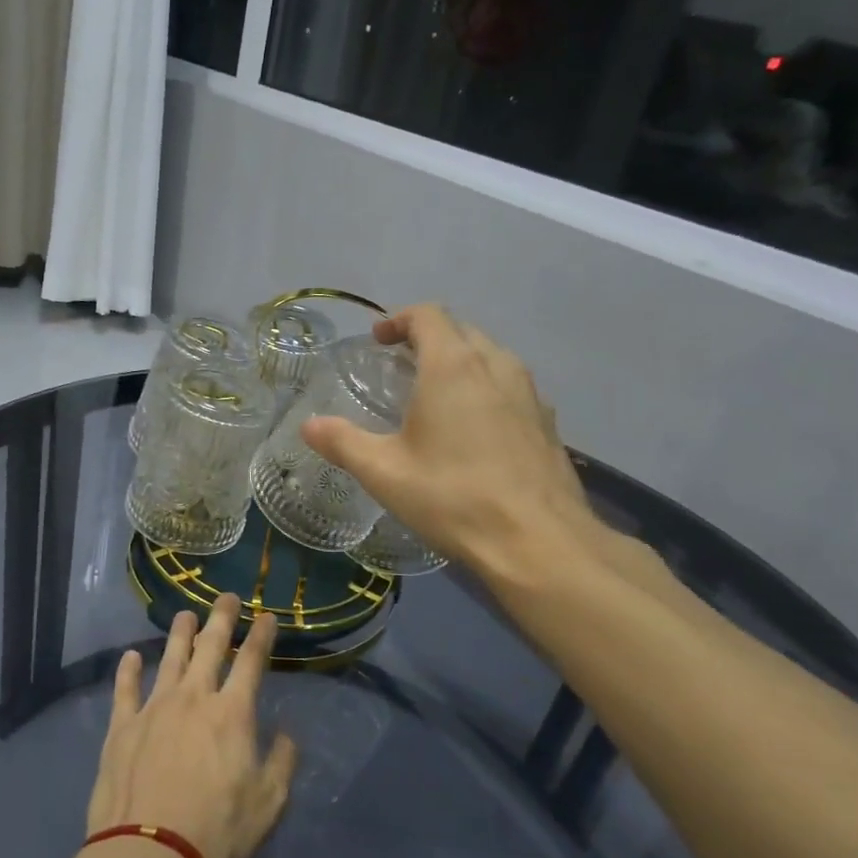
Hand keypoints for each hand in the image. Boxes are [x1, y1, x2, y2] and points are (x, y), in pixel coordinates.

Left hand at [86, 595, 297, 857]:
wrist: (150, 856)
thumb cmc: (218, 832)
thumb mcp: (269, 804)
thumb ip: (282, 762)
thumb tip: (286, 733)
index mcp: (232, 713)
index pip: (251, 662)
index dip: (261, 636)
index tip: (267, 617)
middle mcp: (193, 698)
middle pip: (209, 647)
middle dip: (221, 618)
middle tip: (227, 597)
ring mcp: (153, 709)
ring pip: (168, 659)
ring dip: (178, 633)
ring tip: (184, 614)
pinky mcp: (121, 728)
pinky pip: (125, 690)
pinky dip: (128, 671)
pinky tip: (130, 657)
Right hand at [302, 304, 614, 591]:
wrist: (539, 542)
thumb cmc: (452, 497)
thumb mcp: (384, 472)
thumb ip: (342, 442)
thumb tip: (308, 426)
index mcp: (452, 366)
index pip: (428, 315)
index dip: (399, 320)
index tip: (379, 340)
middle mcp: (496, 367)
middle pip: (461, 331)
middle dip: (429, 339)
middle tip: (401, 366)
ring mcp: (529, 394)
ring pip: (491, 358)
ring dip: (461, 363)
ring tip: (436, 395)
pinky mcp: (548, 423)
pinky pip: (511, 388)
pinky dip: (487, 390)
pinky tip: (475, 431)